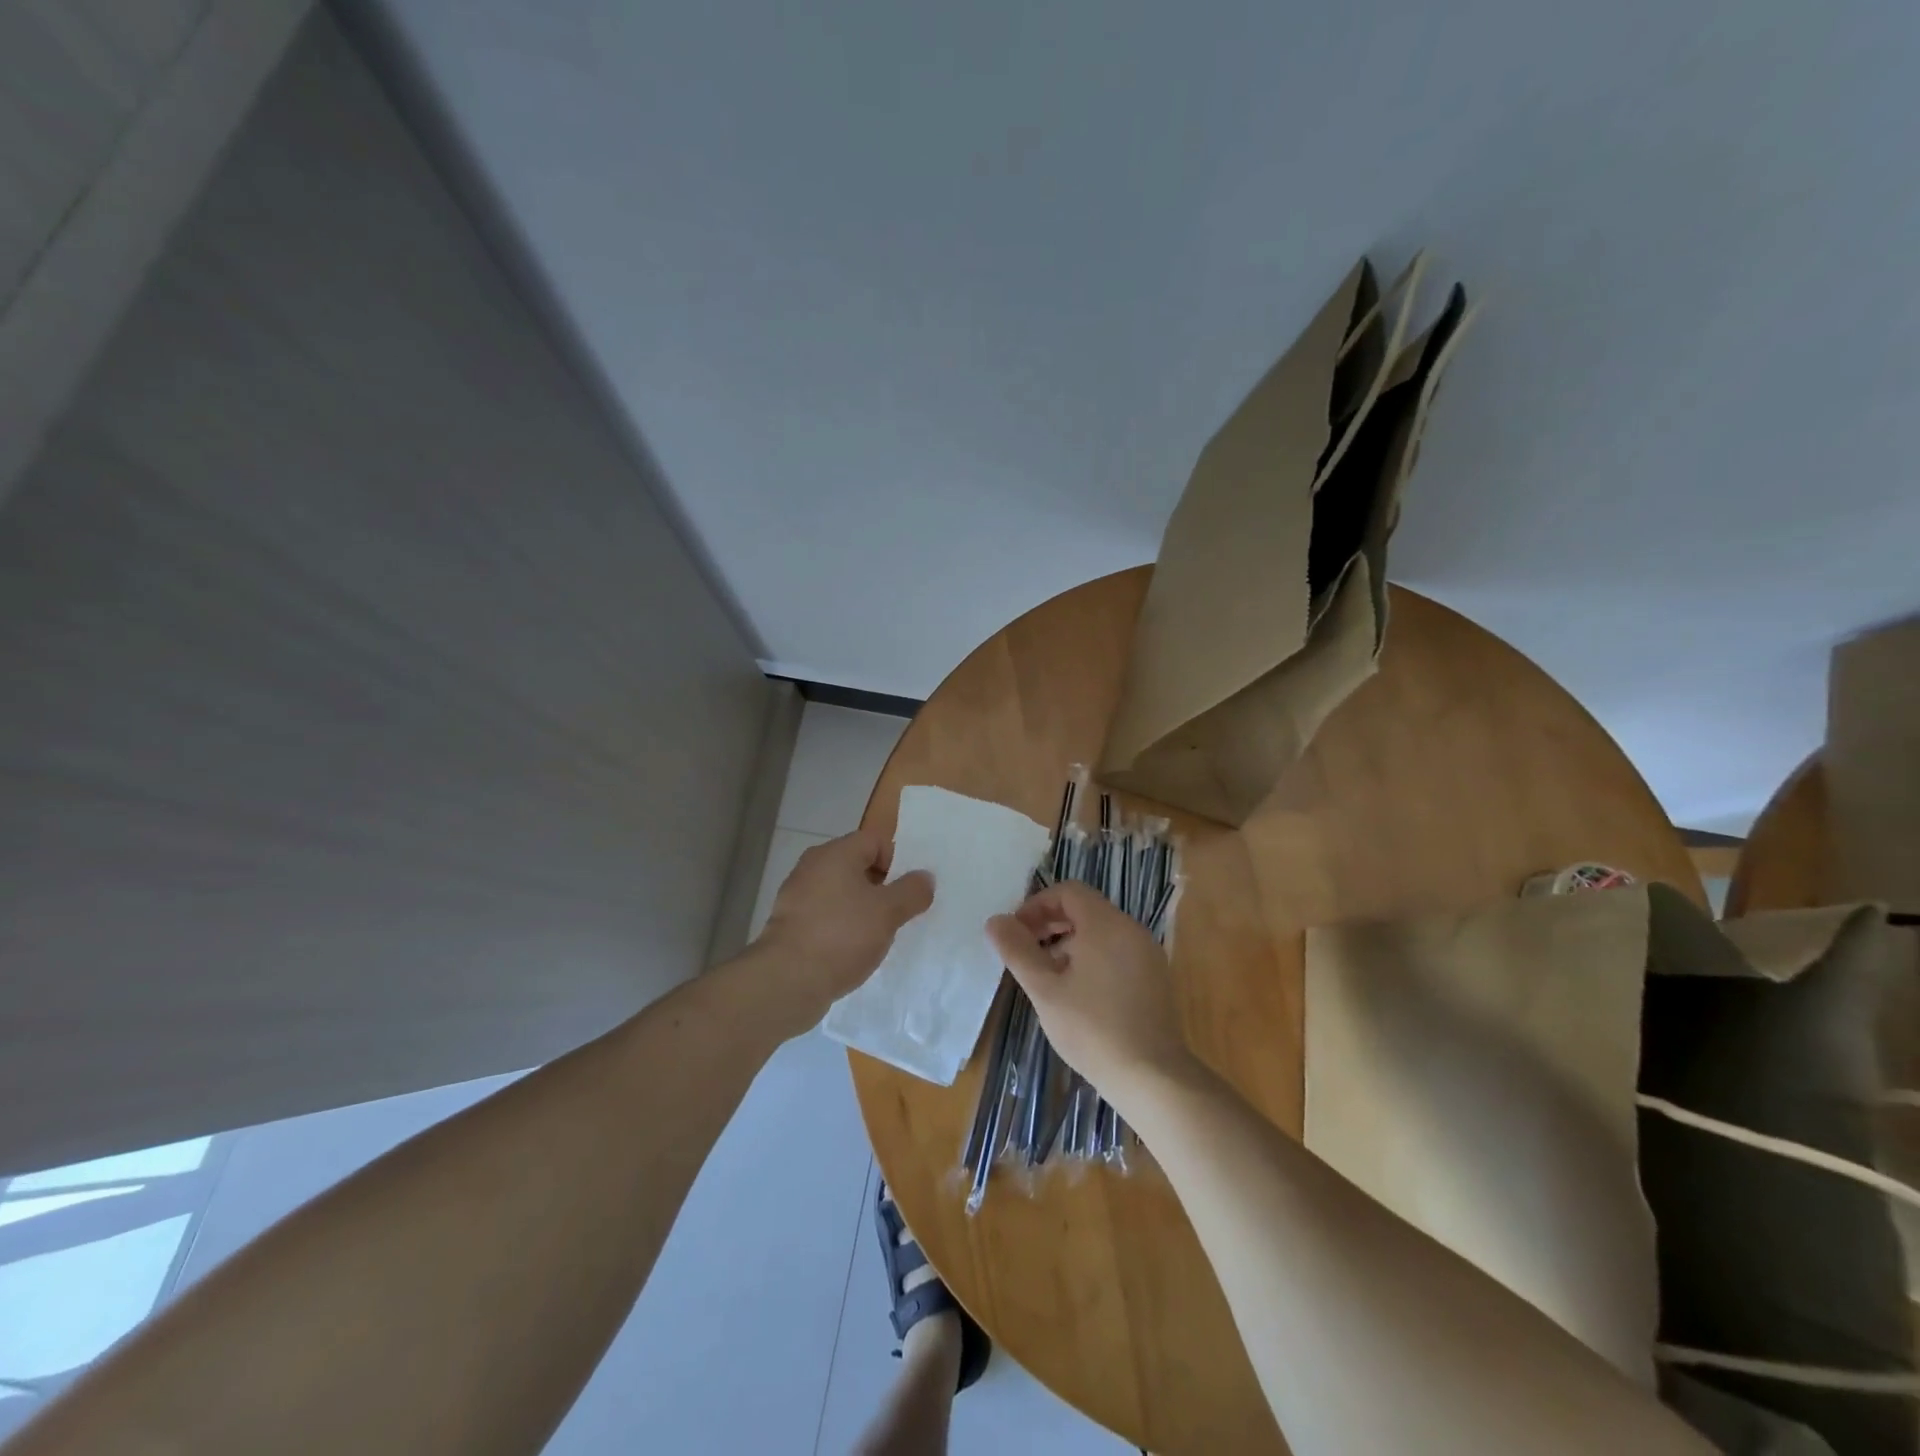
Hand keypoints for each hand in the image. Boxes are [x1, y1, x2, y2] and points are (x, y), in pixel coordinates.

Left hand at [756, 828, 932, 1012]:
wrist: (787, 981)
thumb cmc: (842, 936)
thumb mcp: (888, 913)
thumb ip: (912, 891)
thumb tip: (925, 877)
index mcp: (836, 853)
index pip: (875, 840)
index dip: (896, 862)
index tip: (904, 893)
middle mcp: (812, 866)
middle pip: (856, 865)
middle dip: (879, 888)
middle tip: (894, 915)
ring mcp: (796, 894)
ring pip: (840, 892)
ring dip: (860, 909)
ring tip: (874, 937)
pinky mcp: (788, 923)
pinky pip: (823, 915)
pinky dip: (839, 927)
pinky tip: (848, 952)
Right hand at [986, 881, 1193, 1098]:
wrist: (1152, 1077)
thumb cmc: (1092, 1029)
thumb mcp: (1045, 989)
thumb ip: (1018, 951)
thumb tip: (995, 921)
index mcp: (1106, 924)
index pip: (1068, 891)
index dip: (1037, 905)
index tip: (1017, 933)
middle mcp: (1131, 929)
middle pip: (1085, 908)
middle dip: (1051, 923)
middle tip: (1026, 953)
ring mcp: (1147, 953)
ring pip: (1101, 931)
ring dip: (1069, 942)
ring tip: (1048, 976)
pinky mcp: (1154, 977)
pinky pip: (1117, 950)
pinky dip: (1092, 957)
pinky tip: (1078, 993)